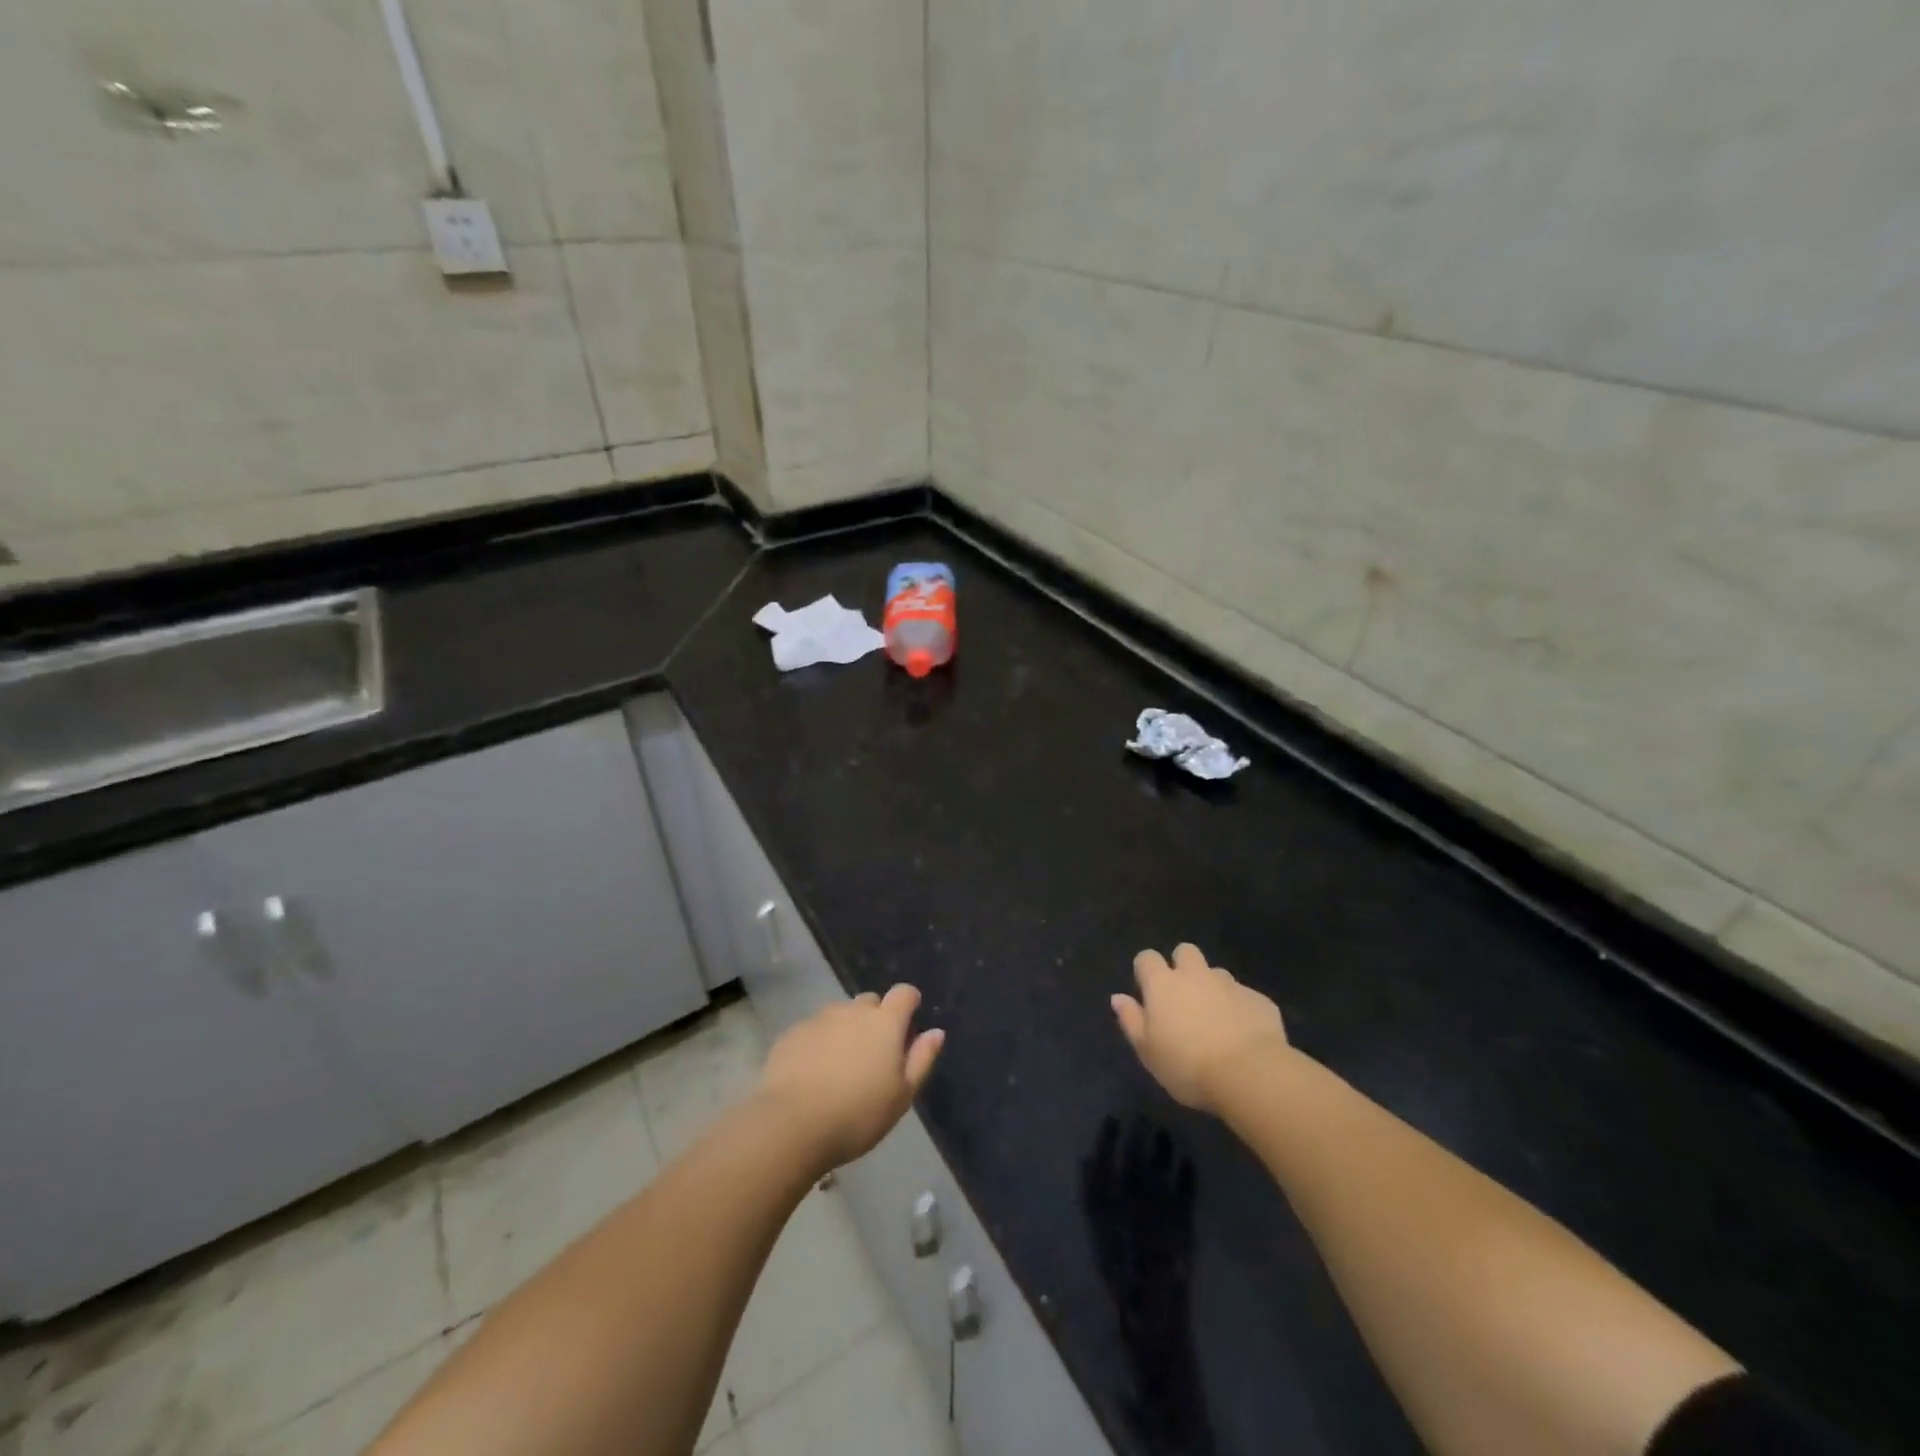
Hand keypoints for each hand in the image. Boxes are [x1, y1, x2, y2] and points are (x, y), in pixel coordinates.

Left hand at [758, 985, 944, 1168]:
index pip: (904, 993)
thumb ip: (922, 1059)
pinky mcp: (793, 1033)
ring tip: (841, 1066)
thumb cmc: (858, 1114)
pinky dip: (819, 1042)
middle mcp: (853, 1011)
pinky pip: (814, 1029)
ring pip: (840, 1014)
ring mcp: (820, 1018)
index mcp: (885, 1022)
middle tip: (874, 1054)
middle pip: (870, 1002)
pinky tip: (813, 1072)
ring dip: (846, 1030)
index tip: (908, 1023)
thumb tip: (936, 1032)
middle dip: (876, 1018)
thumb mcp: (902, 1095)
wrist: (792, 1124)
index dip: (909, 1002)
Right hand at [1111, 944, 1287, 1112]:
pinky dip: (1239, 1009)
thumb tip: (1118, 998)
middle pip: (1185, 951)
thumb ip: (1131, 1020)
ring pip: (1216, 973)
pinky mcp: (1258, 999)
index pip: (1147, 958)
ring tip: (1216, 1020)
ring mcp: (1229, 984)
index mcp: (1163, 985)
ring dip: (1212, 988)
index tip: (1148, 992)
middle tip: (1183, 997)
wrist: (1249, 1074)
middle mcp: (1195, 975)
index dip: (1146, 970)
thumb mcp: (1148, 1051)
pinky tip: (1243, 1035)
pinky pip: (1244, 996)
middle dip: (1182, 965)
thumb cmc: (1187, 1065)